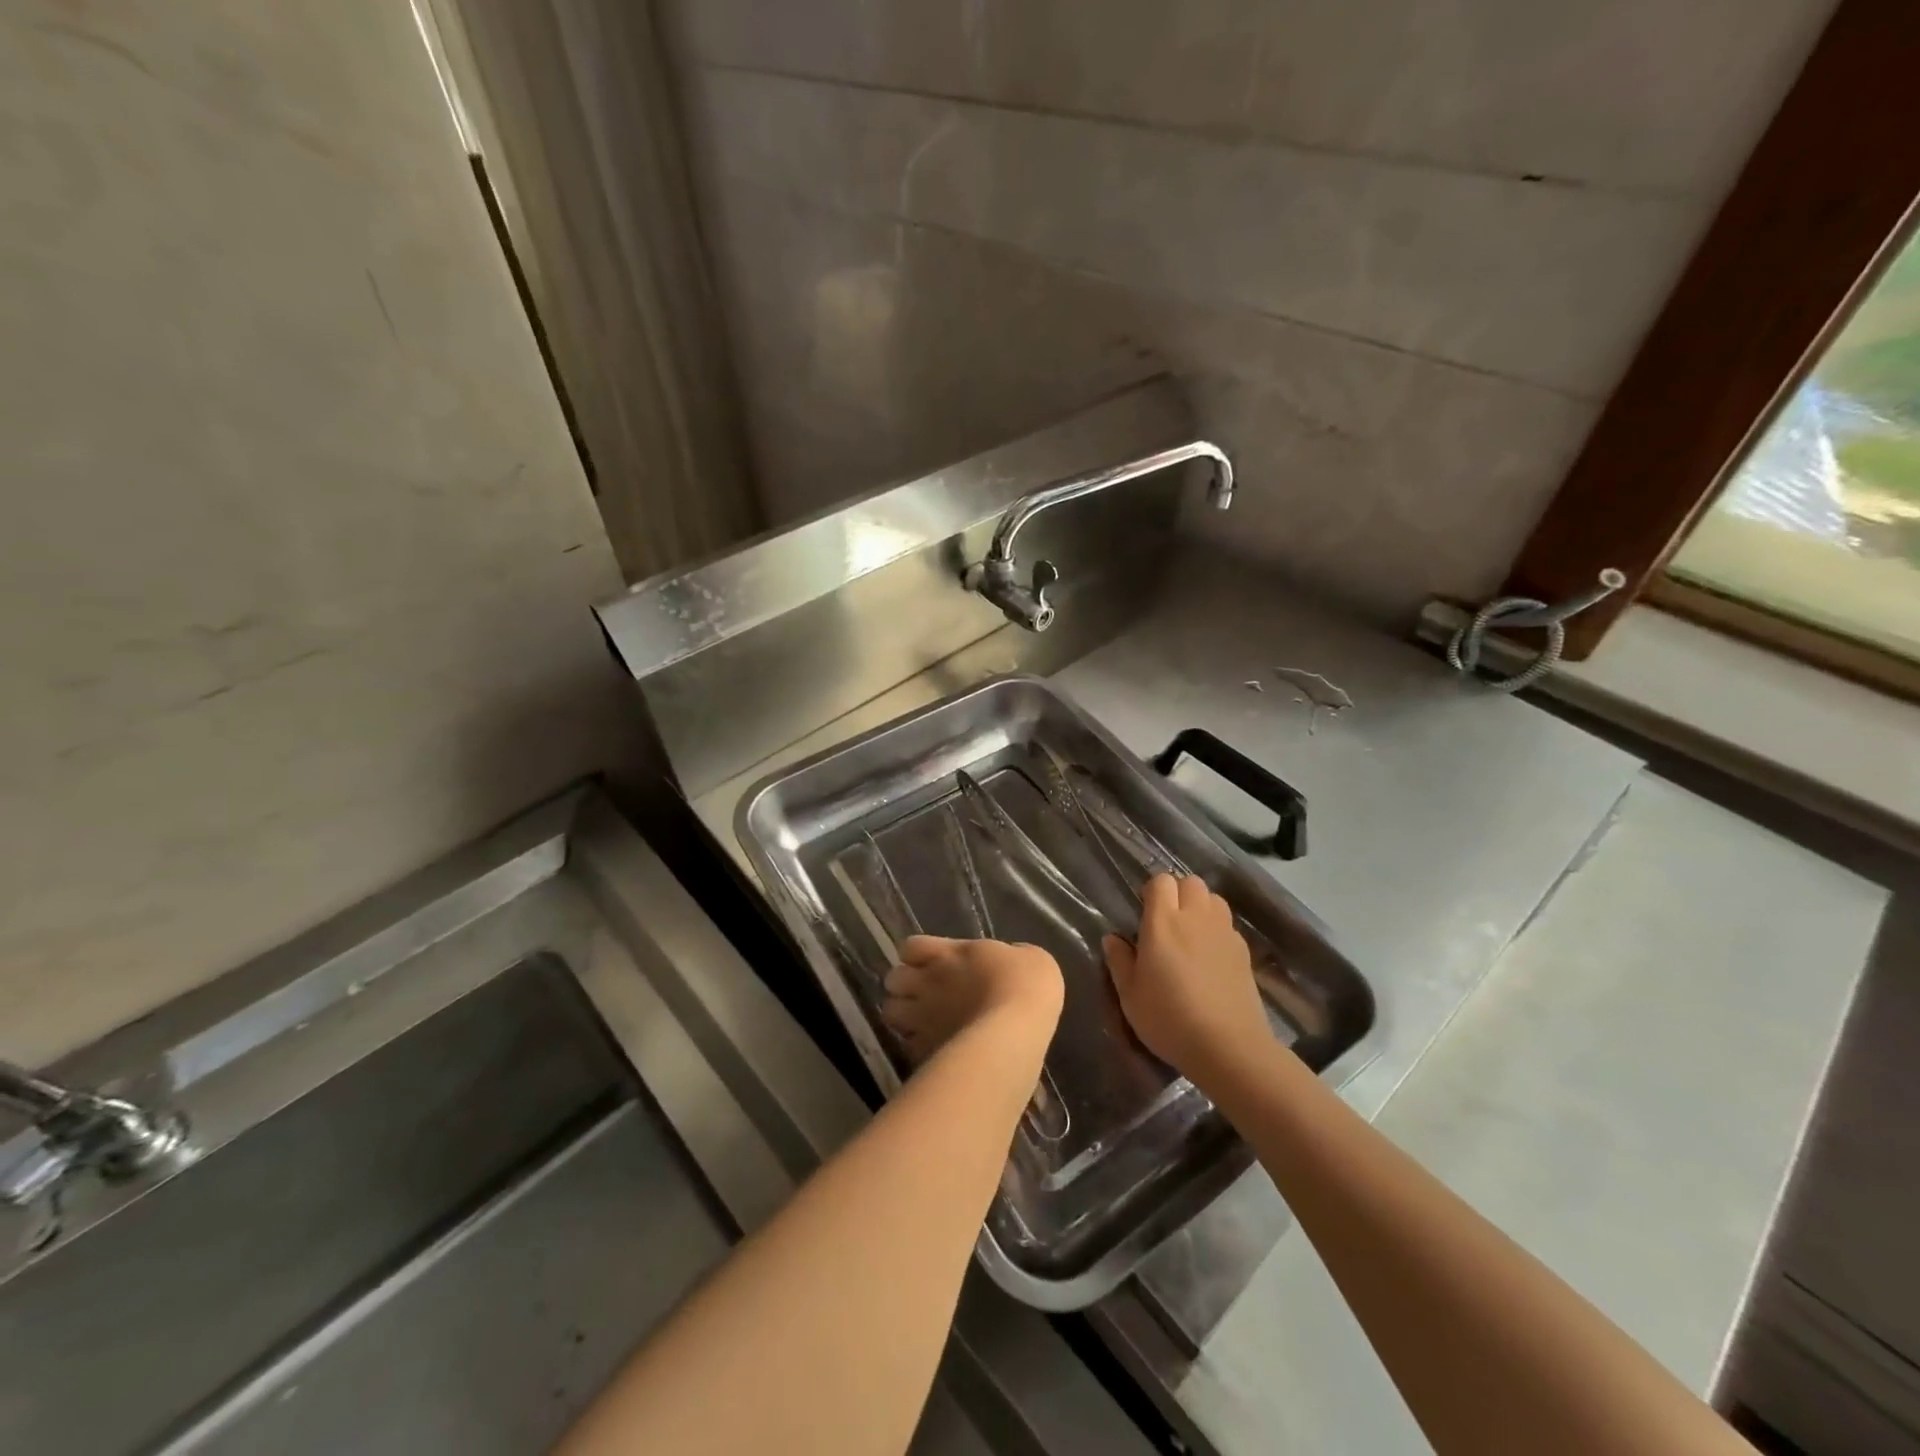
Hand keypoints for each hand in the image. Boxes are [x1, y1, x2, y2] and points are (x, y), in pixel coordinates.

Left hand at [881, 936, 1063, 1063]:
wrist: (1015, 1031)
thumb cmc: (1025, 985)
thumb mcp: (1030, 958)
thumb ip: (1009, 957)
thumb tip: (1007, 962)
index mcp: (949, 953)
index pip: (911, 947)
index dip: (918, 955)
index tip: (933, 962)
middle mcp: (928, 981)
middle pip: (893, 979)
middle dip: (904, 986)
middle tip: (924, 994)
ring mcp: (922, 1018)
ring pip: (889, 1012)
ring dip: (902, 1015)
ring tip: (922, 1023)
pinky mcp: (924, 1051)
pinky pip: (907, 1045)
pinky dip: (915, 1046)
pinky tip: (934, 1049)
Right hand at [1104, 874, 1272, 1087]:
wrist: (1228, 1047)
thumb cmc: (1169, 1019)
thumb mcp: (1130, 996)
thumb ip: (1119, 961)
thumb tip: (1112, 938)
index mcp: (1163, 923)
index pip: (1161, 881)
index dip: (1152, 891)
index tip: (1144, 913)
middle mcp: (1195, 918)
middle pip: (1190, 882)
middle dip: (1178, 892)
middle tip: (1166, 921)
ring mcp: (1223, 932)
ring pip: (1214, 898)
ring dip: (1200, 906)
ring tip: (1190, 933)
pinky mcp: (1243, 951)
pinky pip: (1227, 924)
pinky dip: (1217, 928)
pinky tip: (1210, 956)